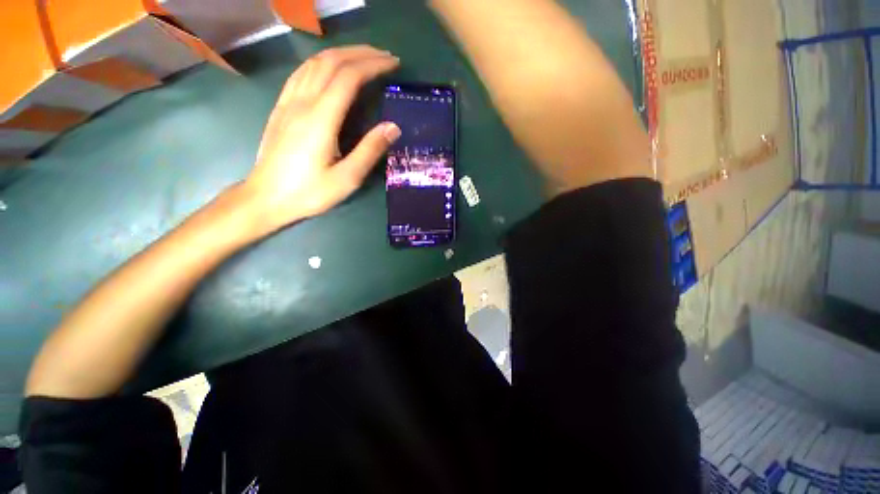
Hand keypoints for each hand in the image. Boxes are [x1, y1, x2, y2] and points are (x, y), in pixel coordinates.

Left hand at [243, 45, 400, 232]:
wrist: (266, 197)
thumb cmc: (309, 192)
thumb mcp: (347, 178)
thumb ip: (370, 150)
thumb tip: (393, 127)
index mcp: (321, 118)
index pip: (349, 76)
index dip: (373, 65)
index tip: (393, 64)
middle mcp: (303, 101)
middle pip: (332, 61)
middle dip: (361, 53)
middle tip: (384, 57)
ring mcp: (288, 101)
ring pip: (314, 63)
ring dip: (341, 54)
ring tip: (363, 58)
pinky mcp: (281, 107)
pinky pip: (301, 73)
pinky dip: (321, 63)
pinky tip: (330, 68)